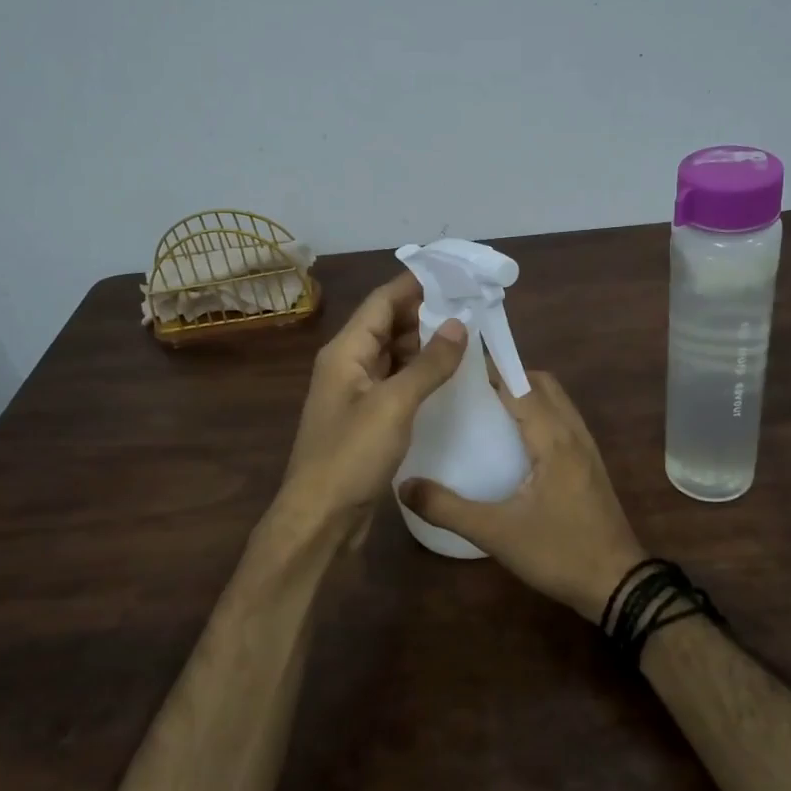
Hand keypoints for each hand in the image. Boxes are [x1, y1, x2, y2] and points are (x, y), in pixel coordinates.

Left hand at [275, 271, 467, 544]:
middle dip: (426, 312)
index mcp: (346, 350)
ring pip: (392, 353)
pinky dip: (418, 372)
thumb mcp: (394, 405)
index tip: (454, 273)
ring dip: (424, 343)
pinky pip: (395, 381)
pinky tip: (446, 375)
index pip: (382, 301)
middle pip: (387, 324)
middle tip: (471, 305)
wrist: (320, 518)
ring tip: (467, 335)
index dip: (416, 283)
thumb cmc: (351, 456)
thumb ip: (428, 364)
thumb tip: (459, 324)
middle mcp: (347, 363)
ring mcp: (355, 391)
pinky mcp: (365, 417)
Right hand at [401, 371, 645, 620]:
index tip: (456, 366)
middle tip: (469, 388)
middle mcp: (573, 432)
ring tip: (486, 407)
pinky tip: (515, 438)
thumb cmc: (559, 553)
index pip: (520, 386)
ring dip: (525, 392)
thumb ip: (447, 508)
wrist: (618, 585)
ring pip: (556, 400)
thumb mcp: (496, 534)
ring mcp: (586, 447)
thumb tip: (403, 486)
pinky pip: (563, 419)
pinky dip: (539, 412)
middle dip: (508, 376)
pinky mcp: (589, 463)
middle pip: (542, 383)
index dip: (490, 370)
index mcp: (554, 439)